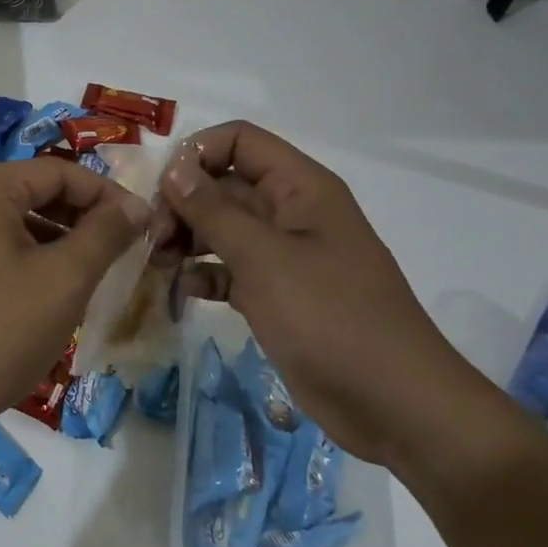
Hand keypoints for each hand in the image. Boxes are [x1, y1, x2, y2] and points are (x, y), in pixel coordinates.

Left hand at [0, 161, 149, 455]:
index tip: (144, 225)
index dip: (107, 194)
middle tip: (123, 252)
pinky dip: (27, 258)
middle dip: (82, 218)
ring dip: (57, 240)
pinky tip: (49, 292)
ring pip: (14, 221)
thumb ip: (105, 234)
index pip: (59, 171)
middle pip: (34, 192)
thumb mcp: (64, 280)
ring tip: (92, 275)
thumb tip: (137, 204)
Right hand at [159, 122, 493, 471]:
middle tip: (153, 234)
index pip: (240, 141)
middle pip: (224, 184)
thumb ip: (213, 210)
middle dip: (184, 202)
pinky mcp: (278, 294)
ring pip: (223, 227)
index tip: (164, 189)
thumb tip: (173, 169)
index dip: (198, 154)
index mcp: (301, 188)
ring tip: (158, 261)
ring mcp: (285, 255)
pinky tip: (184, 290)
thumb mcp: (264, 258)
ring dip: (187, 238)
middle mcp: (292, 212)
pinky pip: (230, 268)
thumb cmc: (330, 317)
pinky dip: (205, 274)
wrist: (395, 405)